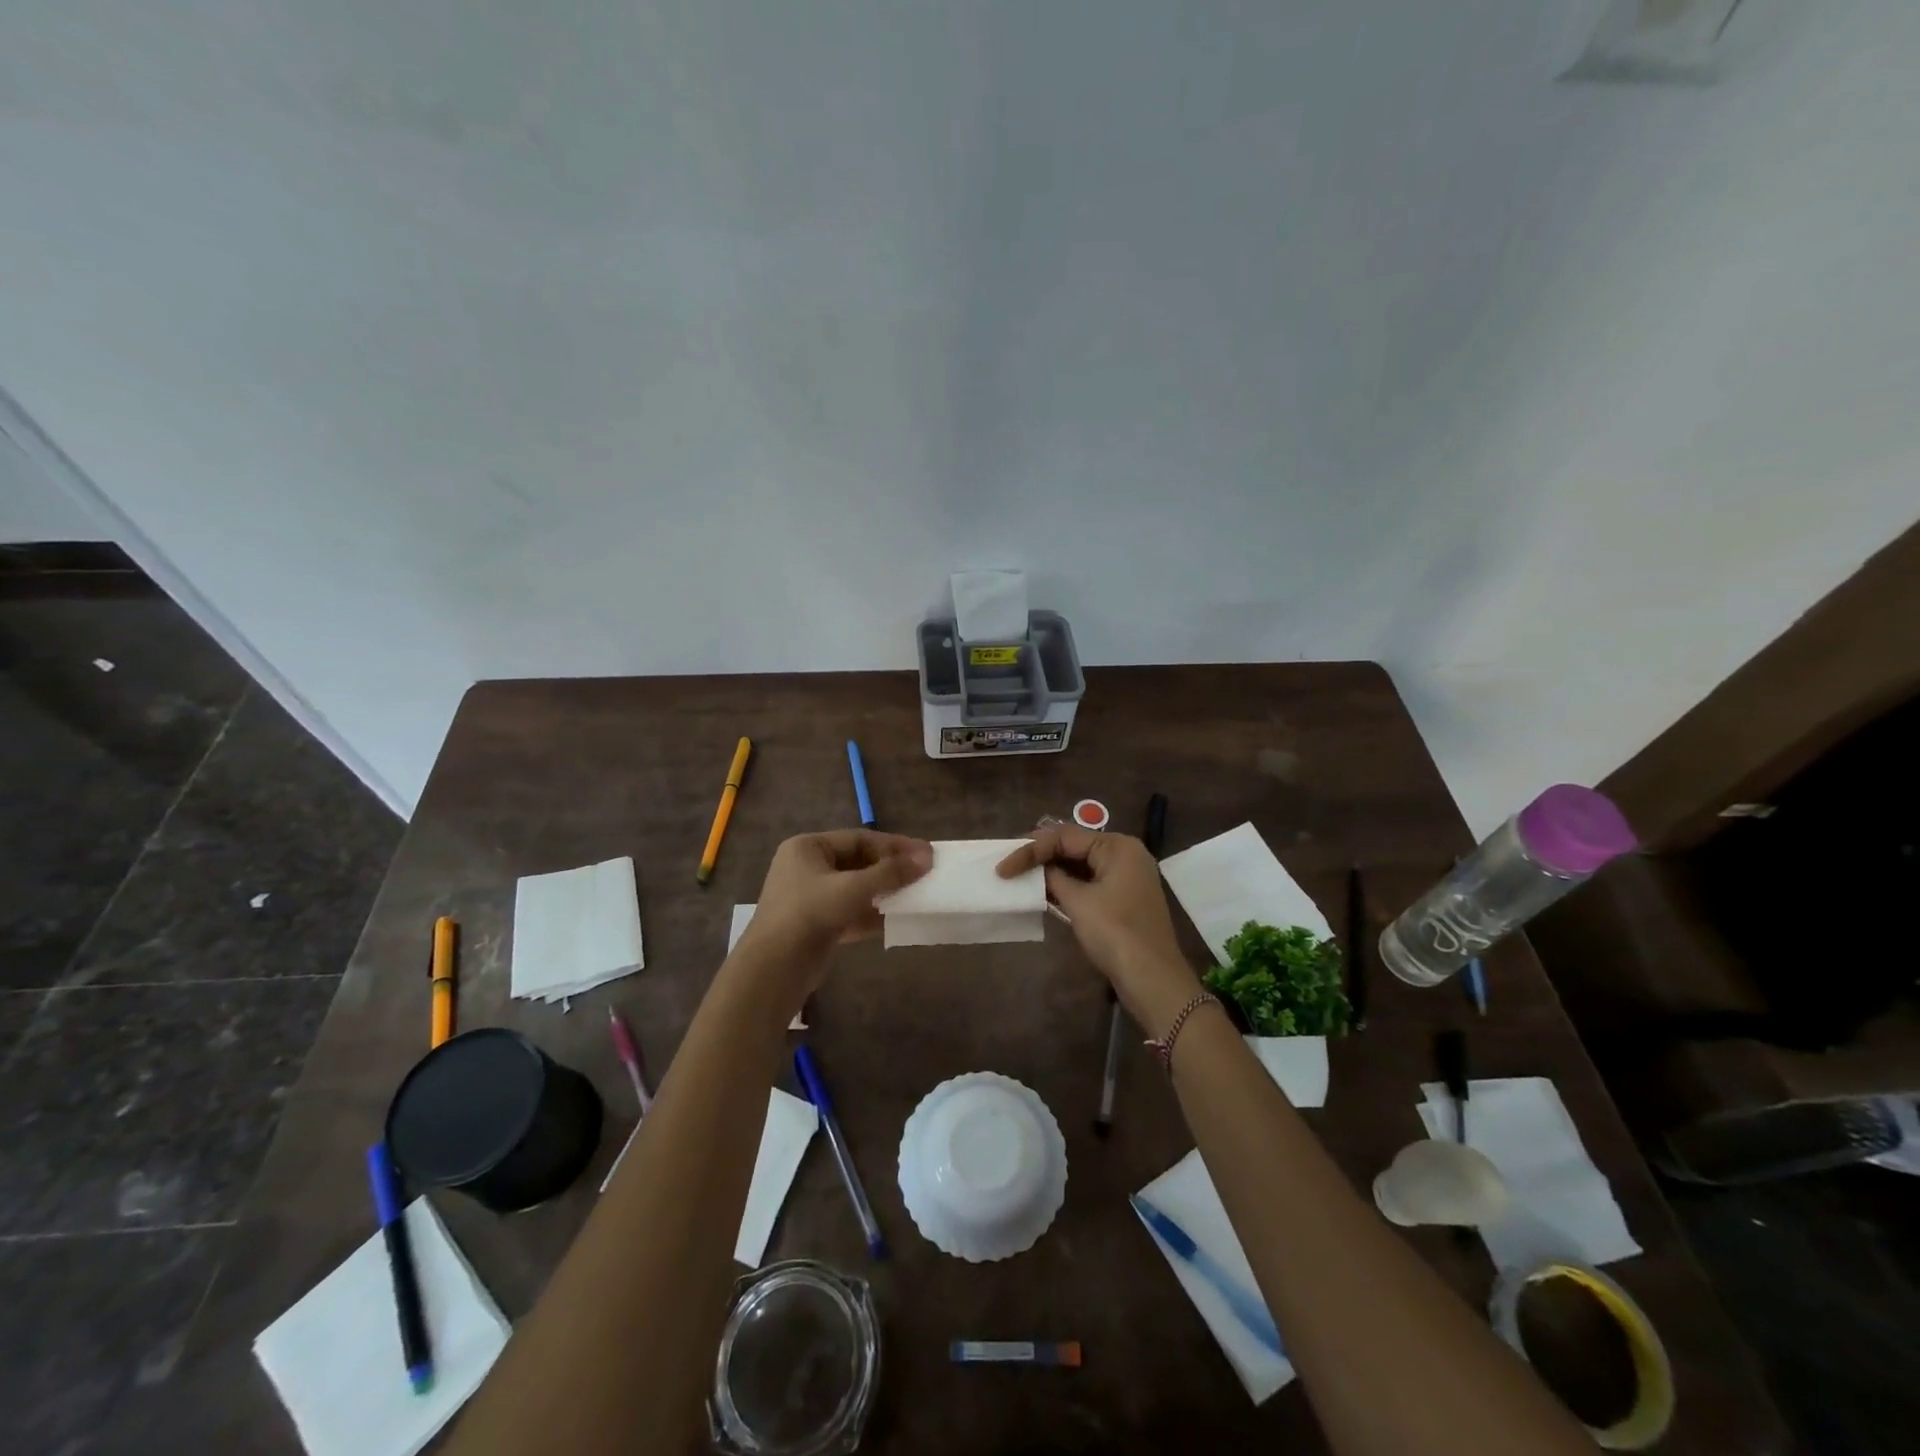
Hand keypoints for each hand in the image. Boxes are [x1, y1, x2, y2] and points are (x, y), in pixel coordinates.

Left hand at [745, 830, 933, 961]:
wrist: (774, 969)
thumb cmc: (809, 914)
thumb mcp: (853, 888)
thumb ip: (890, 873)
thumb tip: (926, 858)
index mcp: (808, 848)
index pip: (859, 839)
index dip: (894, 845)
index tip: (926, 852)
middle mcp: (808, 868)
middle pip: (858, 863)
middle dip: (891, 869)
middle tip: (925, 871)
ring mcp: (812, 898)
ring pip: (857, 889)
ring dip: (885, 892)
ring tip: (918, 893)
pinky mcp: (818, 925)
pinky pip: (852, 912)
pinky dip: (874, 914)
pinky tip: (899, 918)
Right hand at [997, 826, 1202, 1033]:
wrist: (1152, 978)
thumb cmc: (1116, 933)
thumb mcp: (1079, 902)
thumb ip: (1054, 879)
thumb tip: (1040, 870)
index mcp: (1117, 846)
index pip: (1065, 836)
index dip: (1031, 849)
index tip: (1003, 868)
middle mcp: (1125, 854)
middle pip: (1074, 846)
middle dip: (1041, 856)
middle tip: (1009, 867)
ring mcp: (1127, 876)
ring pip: (1081, 864)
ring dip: (1052, 871)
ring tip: (1021, 877)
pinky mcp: (1124, 898)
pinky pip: (1090, 881)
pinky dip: (1067, 886)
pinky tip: (1044, 893)